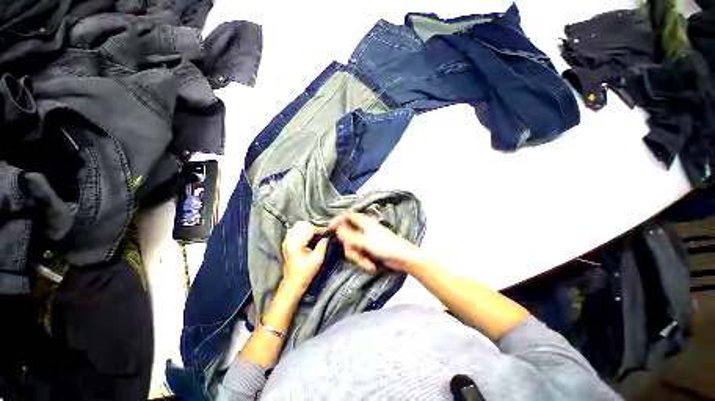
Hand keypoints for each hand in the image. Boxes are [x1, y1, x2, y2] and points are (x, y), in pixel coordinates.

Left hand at [282, 221, 328, 291]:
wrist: (293, 283)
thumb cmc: (305, 273)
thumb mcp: (318, 259)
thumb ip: (323, 244)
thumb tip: (328, 235)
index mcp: (295, 243)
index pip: (309, 229)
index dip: (320, 229)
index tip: (328, 232)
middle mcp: (289, 240)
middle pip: (302, 224)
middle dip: (313, 227)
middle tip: (321, 235)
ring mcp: (286, 241)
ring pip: (298, 226)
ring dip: (308, 229)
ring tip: (315, 236)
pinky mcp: (287, 243)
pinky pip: (295, 231)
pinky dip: (303, 232)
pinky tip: (309, 239)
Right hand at [328, 213, 418, 273]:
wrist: (403, 259)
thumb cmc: (385, 246)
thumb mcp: (365, 242)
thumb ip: (349, 236)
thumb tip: (337, 228)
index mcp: (363, 222)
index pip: (346, 216)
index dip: (337, 221)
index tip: (329, 230)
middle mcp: (363, 229)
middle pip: (347, 236)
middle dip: (351, 249)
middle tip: (357, 255)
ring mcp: (366, 240)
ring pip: (353, 247)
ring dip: (358, 258)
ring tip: (368, 263)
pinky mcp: (369, 249)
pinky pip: (360, 254)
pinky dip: (364, 261)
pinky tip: (371, 265)